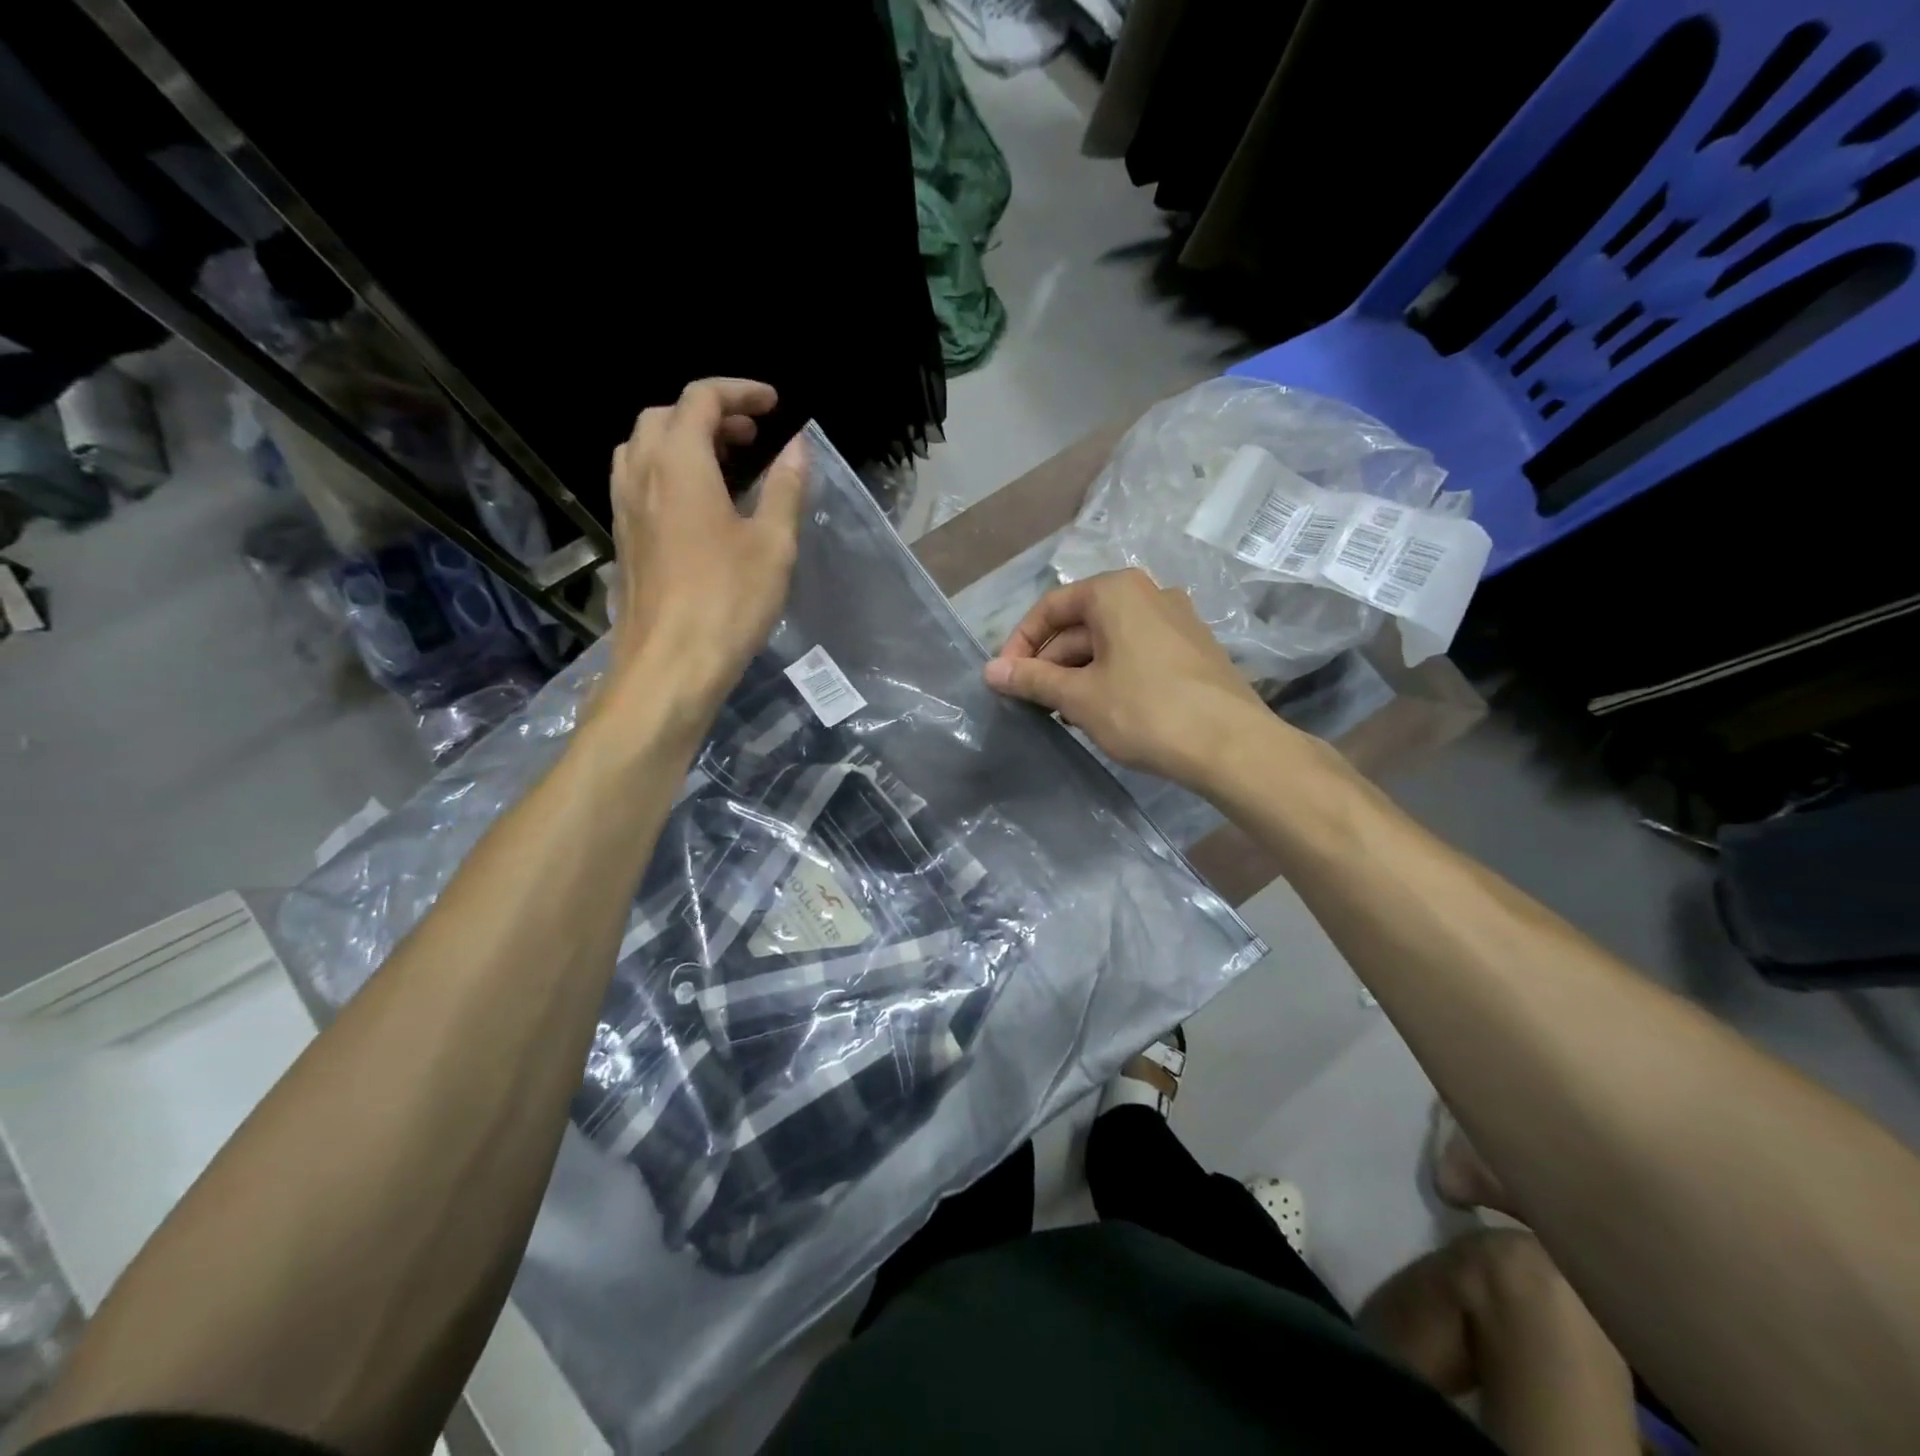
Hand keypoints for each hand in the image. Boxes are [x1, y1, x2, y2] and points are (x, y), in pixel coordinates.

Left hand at [606, 378, 805, 713]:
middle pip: (664, 415)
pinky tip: (697, 504)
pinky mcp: (623, 538)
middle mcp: (642, 474)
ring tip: (723, 463)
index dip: (740, 391)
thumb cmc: (729, 601)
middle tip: (751, 436)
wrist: (670, 664)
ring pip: (644, 446)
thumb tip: (798, 446)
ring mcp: (624, 506)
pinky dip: (667, 470)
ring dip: (682, 439)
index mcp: (679, 463)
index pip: (701, 399)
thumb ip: (785, 487)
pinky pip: (638, 480)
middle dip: (709, 413)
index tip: (774, 404)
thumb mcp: (773, 544)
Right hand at [983, 568, 1274, 788]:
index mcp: (1116, 591)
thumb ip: (1032, 679)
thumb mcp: (1079, 696)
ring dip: (1077, 672)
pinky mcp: (1192, 649)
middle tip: (1029, 700)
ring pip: (1109, 641)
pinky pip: (1136, 653)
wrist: (1232, 745)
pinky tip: (1100, 710)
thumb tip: (990, 671)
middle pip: (1081, 623)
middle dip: (1050, 661)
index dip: (1021, 643)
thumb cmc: (1145, 711)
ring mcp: (1176, 620)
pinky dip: (1109, 675)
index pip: (1051, 607)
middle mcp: (1148, 593)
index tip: (1005, 678)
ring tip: (1060, 712)